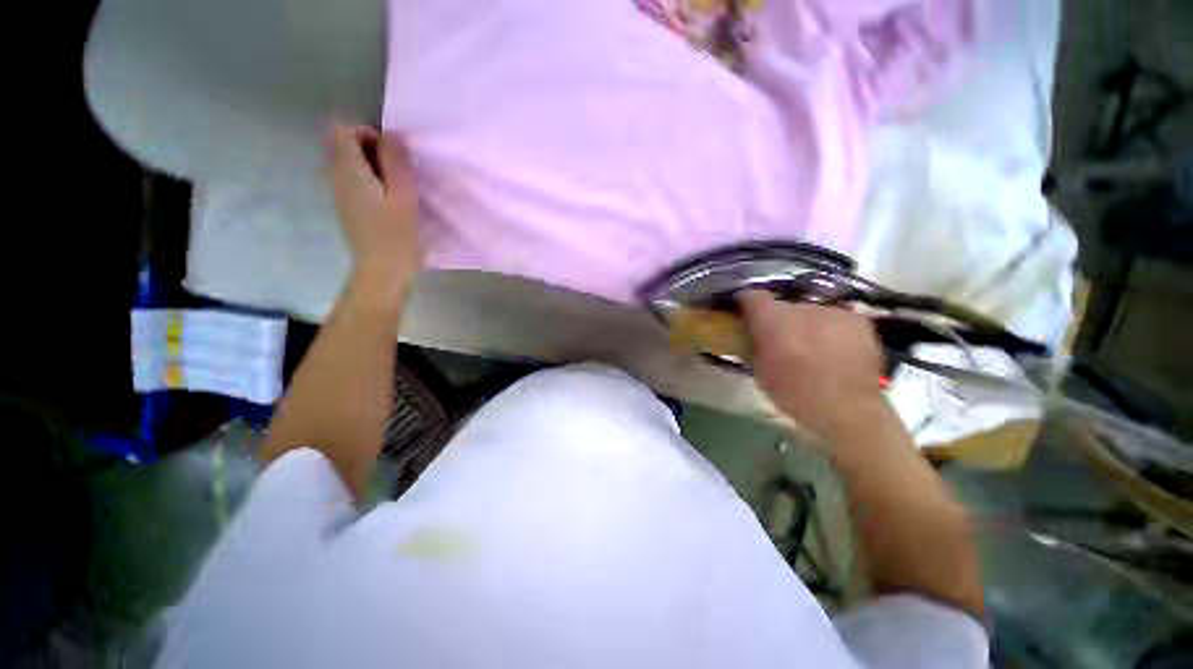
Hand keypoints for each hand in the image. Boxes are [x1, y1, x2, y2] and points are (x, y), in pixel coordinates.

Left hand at [327, 121, 424, 291]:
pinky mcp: (346, 208)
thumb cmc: (395, 235)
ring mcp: (339, 196)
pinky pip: (350, 179)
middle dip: (367, 144)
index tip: (387, 147)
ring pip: (346, 163)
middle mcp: (338, 182)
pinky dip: (366, 176)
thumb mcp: (403, 190)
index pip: (343, 134)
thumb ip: (395, 157)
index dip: (365, 131)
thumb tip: (388, 135)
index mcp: (349, 174)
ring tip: (392, 179)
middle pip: (342, 146)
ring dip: (369, 161)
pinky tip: (385, 194)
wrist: (381, 277)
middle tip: (393, 163)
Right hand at [739, 291, 885, 441]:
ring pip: (817, 314)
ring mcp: (833, 311)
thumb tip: (752, 338)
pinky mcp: (857, 319)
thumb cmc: (799, 399)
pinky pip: (841, 321)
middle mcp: (802, 307)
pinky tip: (843, 355)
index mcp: (774, 321)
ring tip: (821, 354)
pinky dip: (838, 334)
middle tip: (792, 348)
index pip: (753, 297)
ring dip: (814, 329)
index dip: (749, 305)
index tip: (750, 318)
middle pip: (789, 308)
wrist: (847, 410)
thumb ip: (755, 350)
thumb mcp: (764, 378)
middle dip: (787, 324)